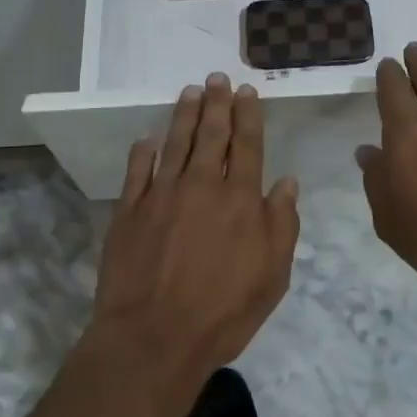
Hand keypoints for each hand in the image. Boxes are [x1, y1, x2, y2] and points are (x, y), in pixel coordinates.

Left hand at [90, 72, 300, 403]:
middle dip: (216, 103)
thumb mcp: (273, 274)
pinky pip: (137, 172)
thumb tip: (288, 182)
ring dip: (184, 115)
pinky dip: (143, 152)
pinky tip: (147, 139)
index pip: (247, 145)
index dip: (247, 115)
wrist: (154, 338)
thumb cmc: (224, 311)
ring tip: (190, 91)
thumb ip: (282, 223)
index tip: (246, 91)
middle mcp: (201, 185)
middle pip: (211, 135)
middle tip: (217, 78)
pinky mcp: (128, 211)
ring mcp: (161, 195)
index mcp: (240, 198)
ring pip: (175, 144)